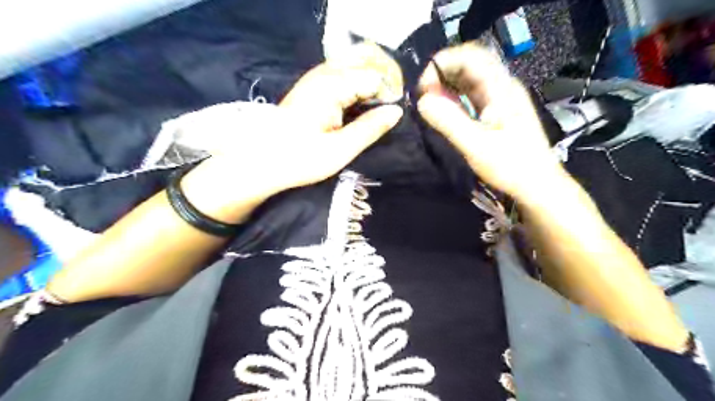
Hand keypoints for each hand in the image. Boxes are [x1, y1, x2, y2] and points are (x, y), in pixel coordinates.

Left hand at [180, 44, 400, 222]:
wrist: (262, 161)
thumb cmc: (300, 159)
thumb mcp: (340, 149)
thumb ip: (370, 128)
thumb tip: (397, 111)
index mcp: (332, 86)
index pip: (375, 76)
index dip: (389, 94)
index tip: (393, 116)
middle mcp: (324, 73)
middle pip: (366, 59)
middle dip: (384, 80)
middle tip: (389, 108)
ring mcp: (316, 76)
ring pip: (355, 64)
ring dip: (372, 82)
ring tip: (379, 107)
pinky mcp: (313, 85)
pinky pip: (344, 74)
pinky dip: (358, 85)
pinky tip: (361, 105)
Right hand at [420, 42, 564, 200]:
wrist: (537, 185)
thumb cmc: (510, 166)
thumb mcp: (476, 146)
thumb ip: (449, 121)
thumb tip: (422, 100)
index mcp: (501, 88)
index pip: (470, 56)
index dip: (443, 63)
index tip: (423, 87)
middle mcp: (501, 86)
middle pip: (469, 63)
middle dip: (442, 74)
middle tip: (423, 96)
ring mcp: (500, 98)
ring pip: (469, 78)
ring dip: (446, 85)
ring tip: (429, 103)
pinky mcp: (496, 110)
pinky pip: (471, 94)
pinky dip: (454, 97)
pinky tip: (444, 110)